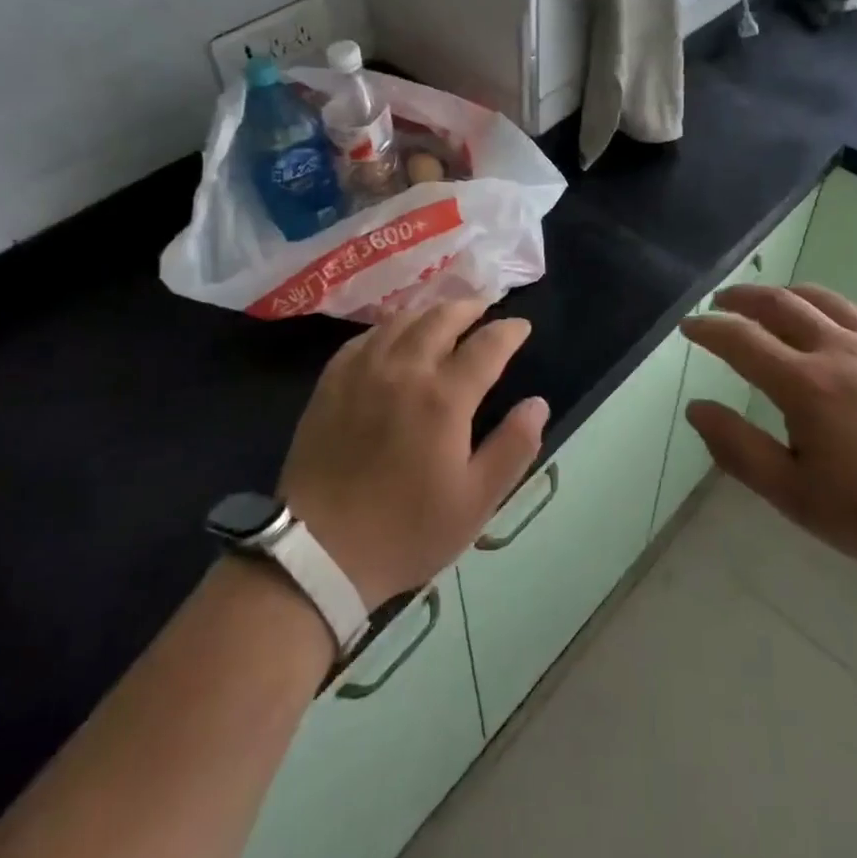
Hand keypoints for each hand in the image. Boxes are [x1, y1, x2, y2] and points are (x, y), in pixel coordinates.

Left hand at [278, 300, 548, 609]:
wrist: (319, 550)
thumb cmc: (406, 530)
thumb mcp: (476, 501)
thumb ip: (513, 447)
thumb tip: (538, 404)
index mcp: (444, 397)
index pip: (486, 345)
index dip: (509, 331)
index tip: (521, 326)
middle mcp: (404, 369)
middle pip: (441, 318)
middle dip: (469, 306)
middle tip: (484, 307)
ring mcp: (362, 372)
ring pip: (401, 321)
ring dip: (430, 312)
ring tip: (444, 316)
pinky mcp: (330, 383)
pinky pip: (364, 338)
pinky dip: (389, 328)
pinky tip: (393, 337)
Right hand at [680, 283, 856, 581]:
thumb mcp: (795, 496)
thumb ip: (739, 449)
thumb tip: (696, 408)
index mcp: (805, 384)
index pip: (742, 340)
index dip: (709, 329)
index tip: (688, 326)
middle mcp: (840, 352)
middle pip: (782, 305)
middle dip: (744, 298)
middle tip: (722, 301)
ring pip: (828, 301)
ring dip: (790, 293)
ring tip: (772, 299)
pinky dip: (843, 308)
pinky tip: (840, 317)